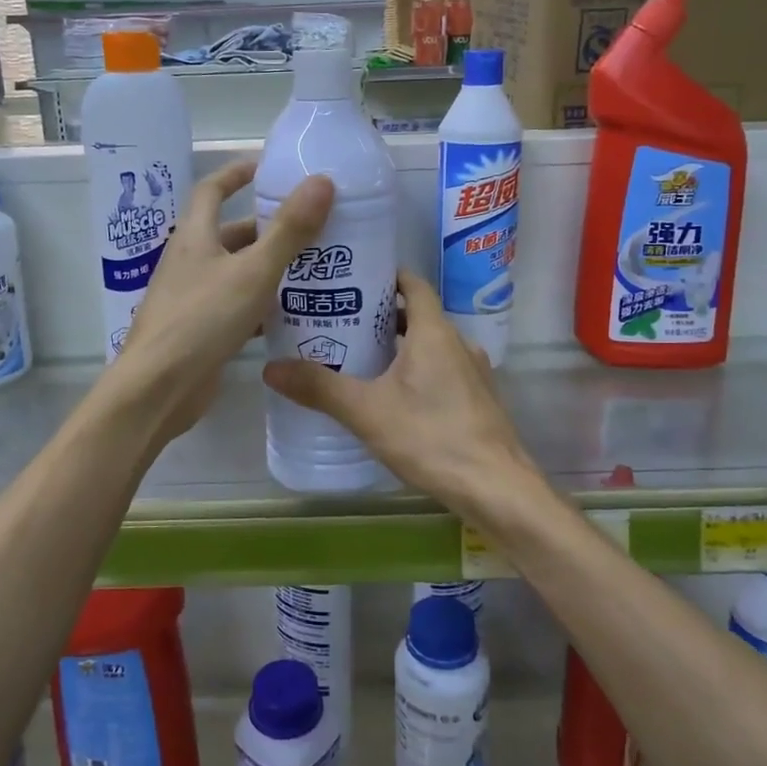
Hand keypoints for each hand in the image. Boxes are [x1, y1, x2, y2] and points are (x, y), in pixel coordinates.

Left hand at [110, 158, 333, 446]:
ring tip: (313, 268)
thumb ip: (289, 230)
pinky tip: (292, 314)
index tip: (268, 167)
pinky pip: (235, 307)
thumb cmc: (202, 319)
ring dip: (268, 268)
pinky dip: (261, 305)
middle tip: (311, 228)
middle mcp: (190, 262)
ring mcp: (192, 298)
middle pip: (230, 234)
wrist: (159, 388)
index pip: (212, 190)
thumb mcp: (254, 271)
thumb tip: (322, 181)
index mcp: (194, 236)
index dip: (237, 174)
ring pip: (236, 273)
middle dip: (267, 228)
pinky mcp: (200, 331)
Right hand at [262, 270, 540, 519]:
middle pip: (418, 315)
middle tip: (340, 322)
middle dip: (381, 316)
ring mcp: (474, 372)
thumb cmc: (431, 438)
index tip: (350, 279)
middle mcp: (459, 343)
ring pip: (431, 345)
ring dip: (399, 346)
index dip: (384, 277)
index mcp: (434, 332)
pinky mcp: (479, 399)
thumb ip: (319, 388)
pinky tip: (393, 396)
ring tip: (360, 359)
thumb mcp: (367, 412)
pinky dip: (417, 370)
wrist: (496, 488)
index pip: (412, 284)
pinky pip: (443, 370)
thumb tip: (270, 367)